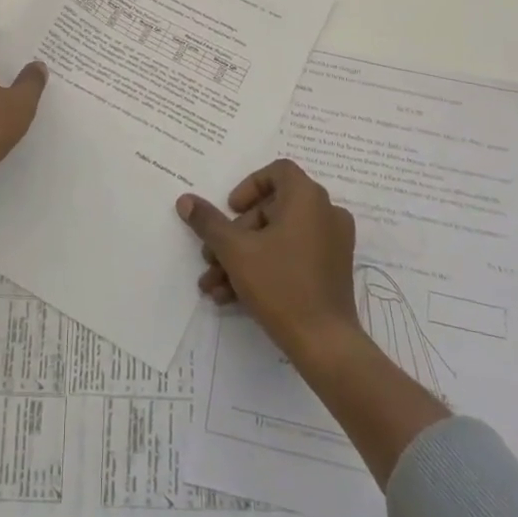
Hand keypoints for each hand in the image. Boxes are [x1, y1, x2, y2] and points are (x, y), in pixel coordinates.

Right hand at [179, 160, 450, 483]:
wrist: (325, 344)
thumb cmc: (281, 284)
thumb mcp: (235, 251)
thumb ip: (209, 222)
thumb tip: (185, 200)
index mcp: (307, 198)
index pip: (278, 172)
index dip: (249, 186)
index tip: (230, 210)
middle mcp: (326, 213)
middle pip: (272, 209)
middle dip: (236, 234)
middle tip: (212, 256)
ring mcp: (332, 244)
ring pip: (278, 238)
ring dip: (243, 257)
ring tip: (214, 284)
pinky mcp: (332, 271)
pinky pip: (293, 257)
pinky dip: (264, 269)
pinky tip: (232, 297)